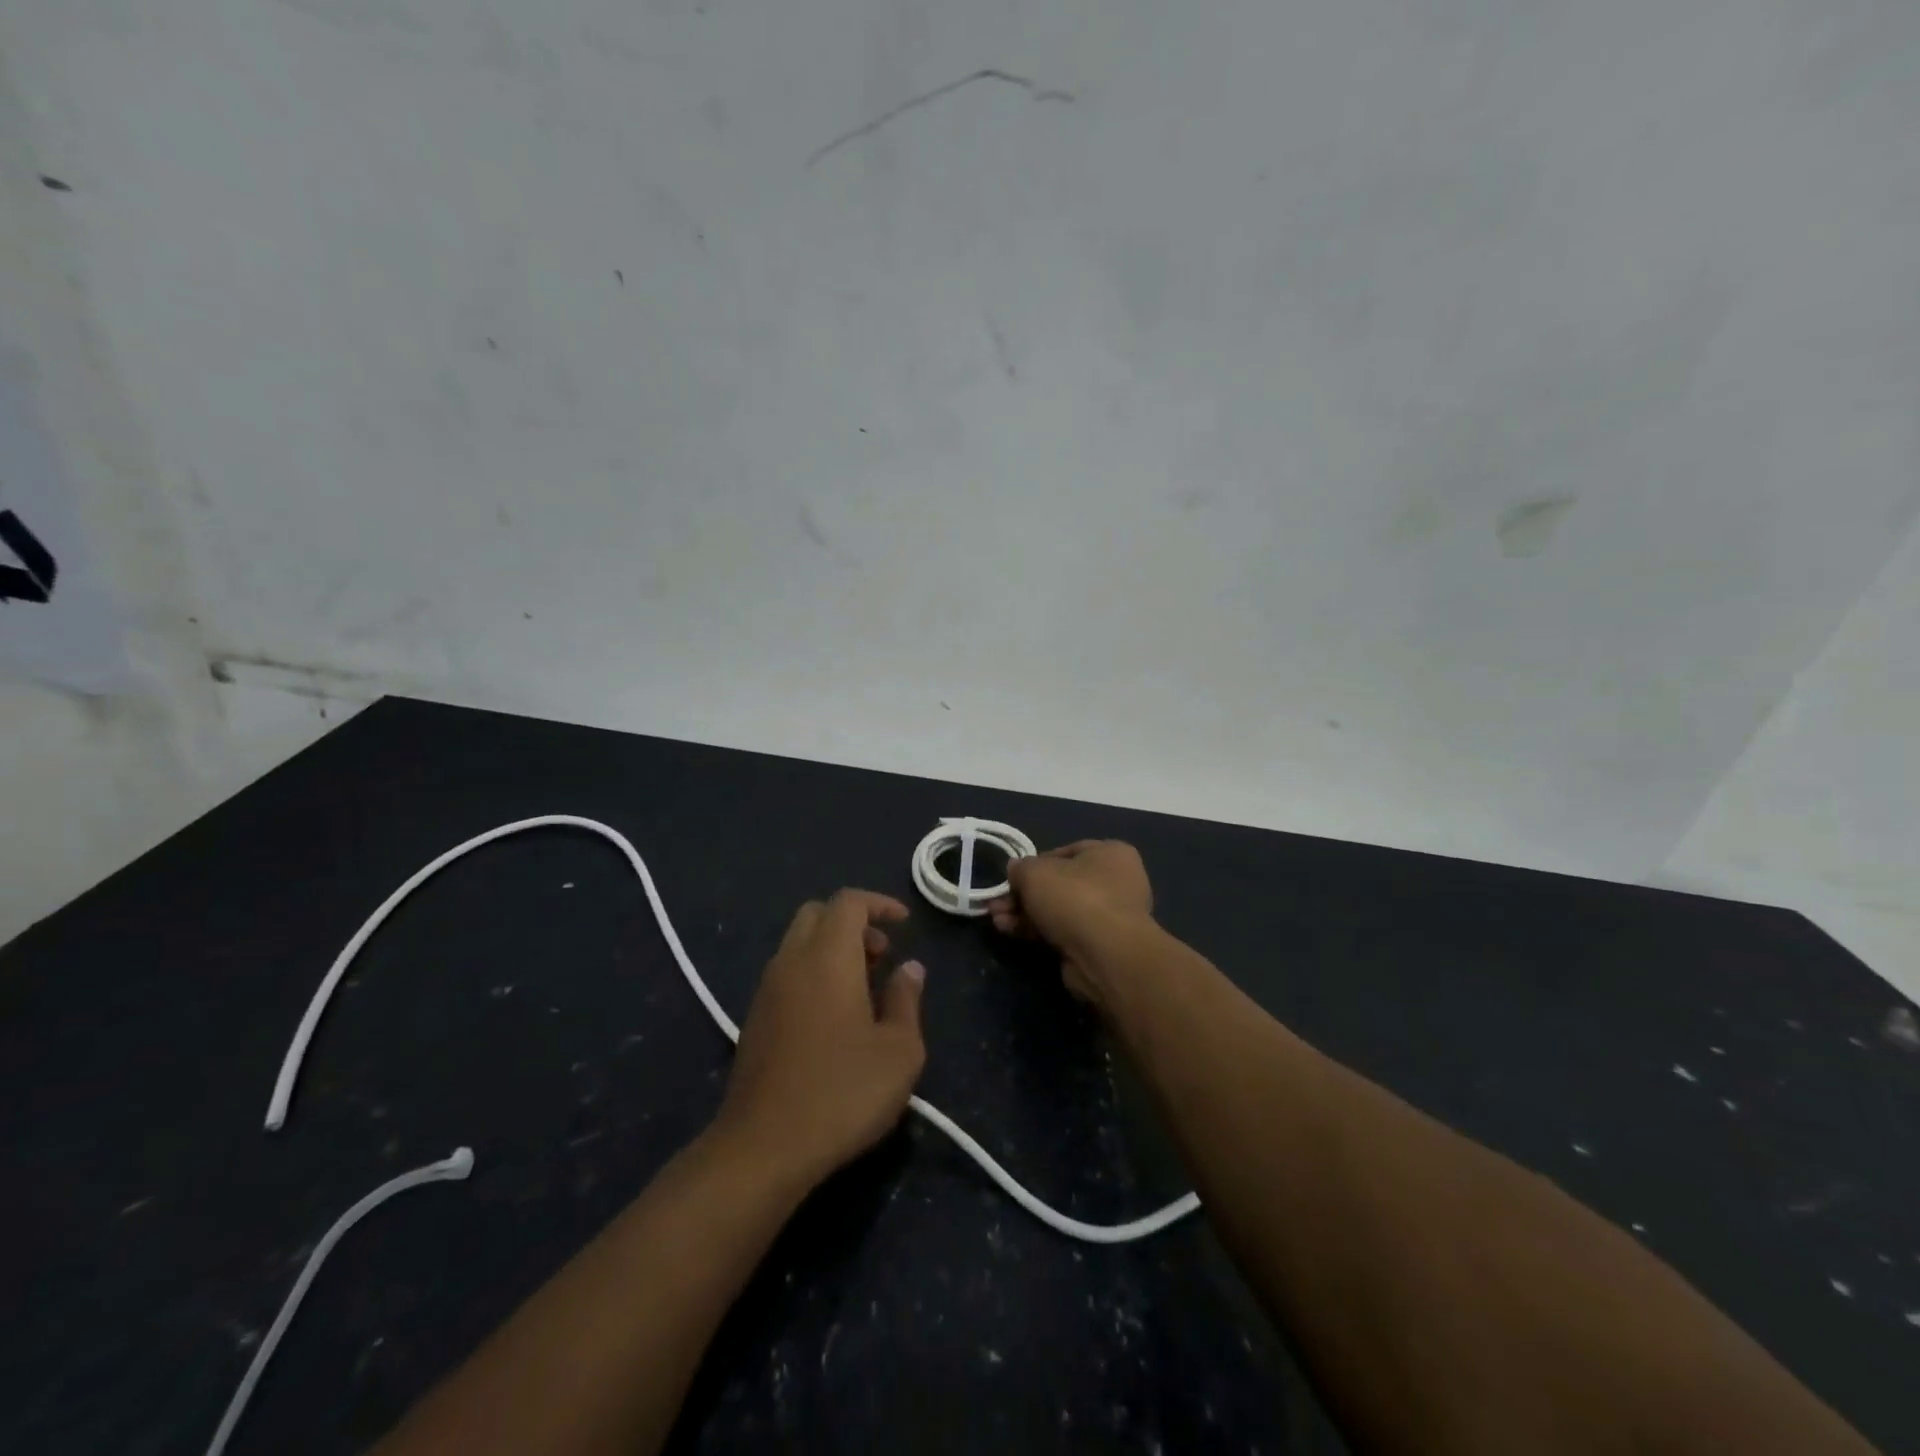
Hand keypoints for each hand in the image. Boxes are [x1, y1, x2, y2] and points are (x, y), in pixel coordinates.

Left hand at [716, 890, 926, 1186]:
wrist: (763, 1147)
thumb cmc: (842, 1092)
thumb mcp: (899, 1051)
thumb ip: (906, 1000)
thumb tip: (910, 968)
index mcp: (828, 957)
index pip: (848, 902)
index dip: (879, 903)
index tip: (904, 923)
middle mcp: (791, 961)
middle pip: (817, 914)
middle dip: (853, 922)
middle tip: (882, 954)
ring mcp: (766, 990)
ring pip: (798, 942)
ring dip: (832, 948)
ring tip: (864, 988)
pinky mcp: (755, 1018)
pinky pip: (787, 972)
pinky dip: (813, 971)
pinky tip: (834, 1017)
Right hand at [988, 840, 1153, 1006]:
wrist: (1104, 955)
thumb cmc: (1075, 897)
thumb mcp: (1035, 872)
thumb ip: (1020, 868)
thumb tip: (1016, 870)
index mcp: (1111, 854)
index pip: (1066, 852)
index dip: (1035, 863)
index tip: (1013, 877)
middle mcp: (1117, 882)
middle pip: (1059, 884)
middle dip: (1023, 894)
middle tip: (997, 903)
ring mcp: (1110, 917)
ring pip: (1058, 910)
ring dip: (1025, 914)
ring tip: (997, 919)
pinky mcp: (1100, 947)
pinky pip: (1063, 932)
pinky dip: (1037, 931)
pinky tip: (1010, 932)